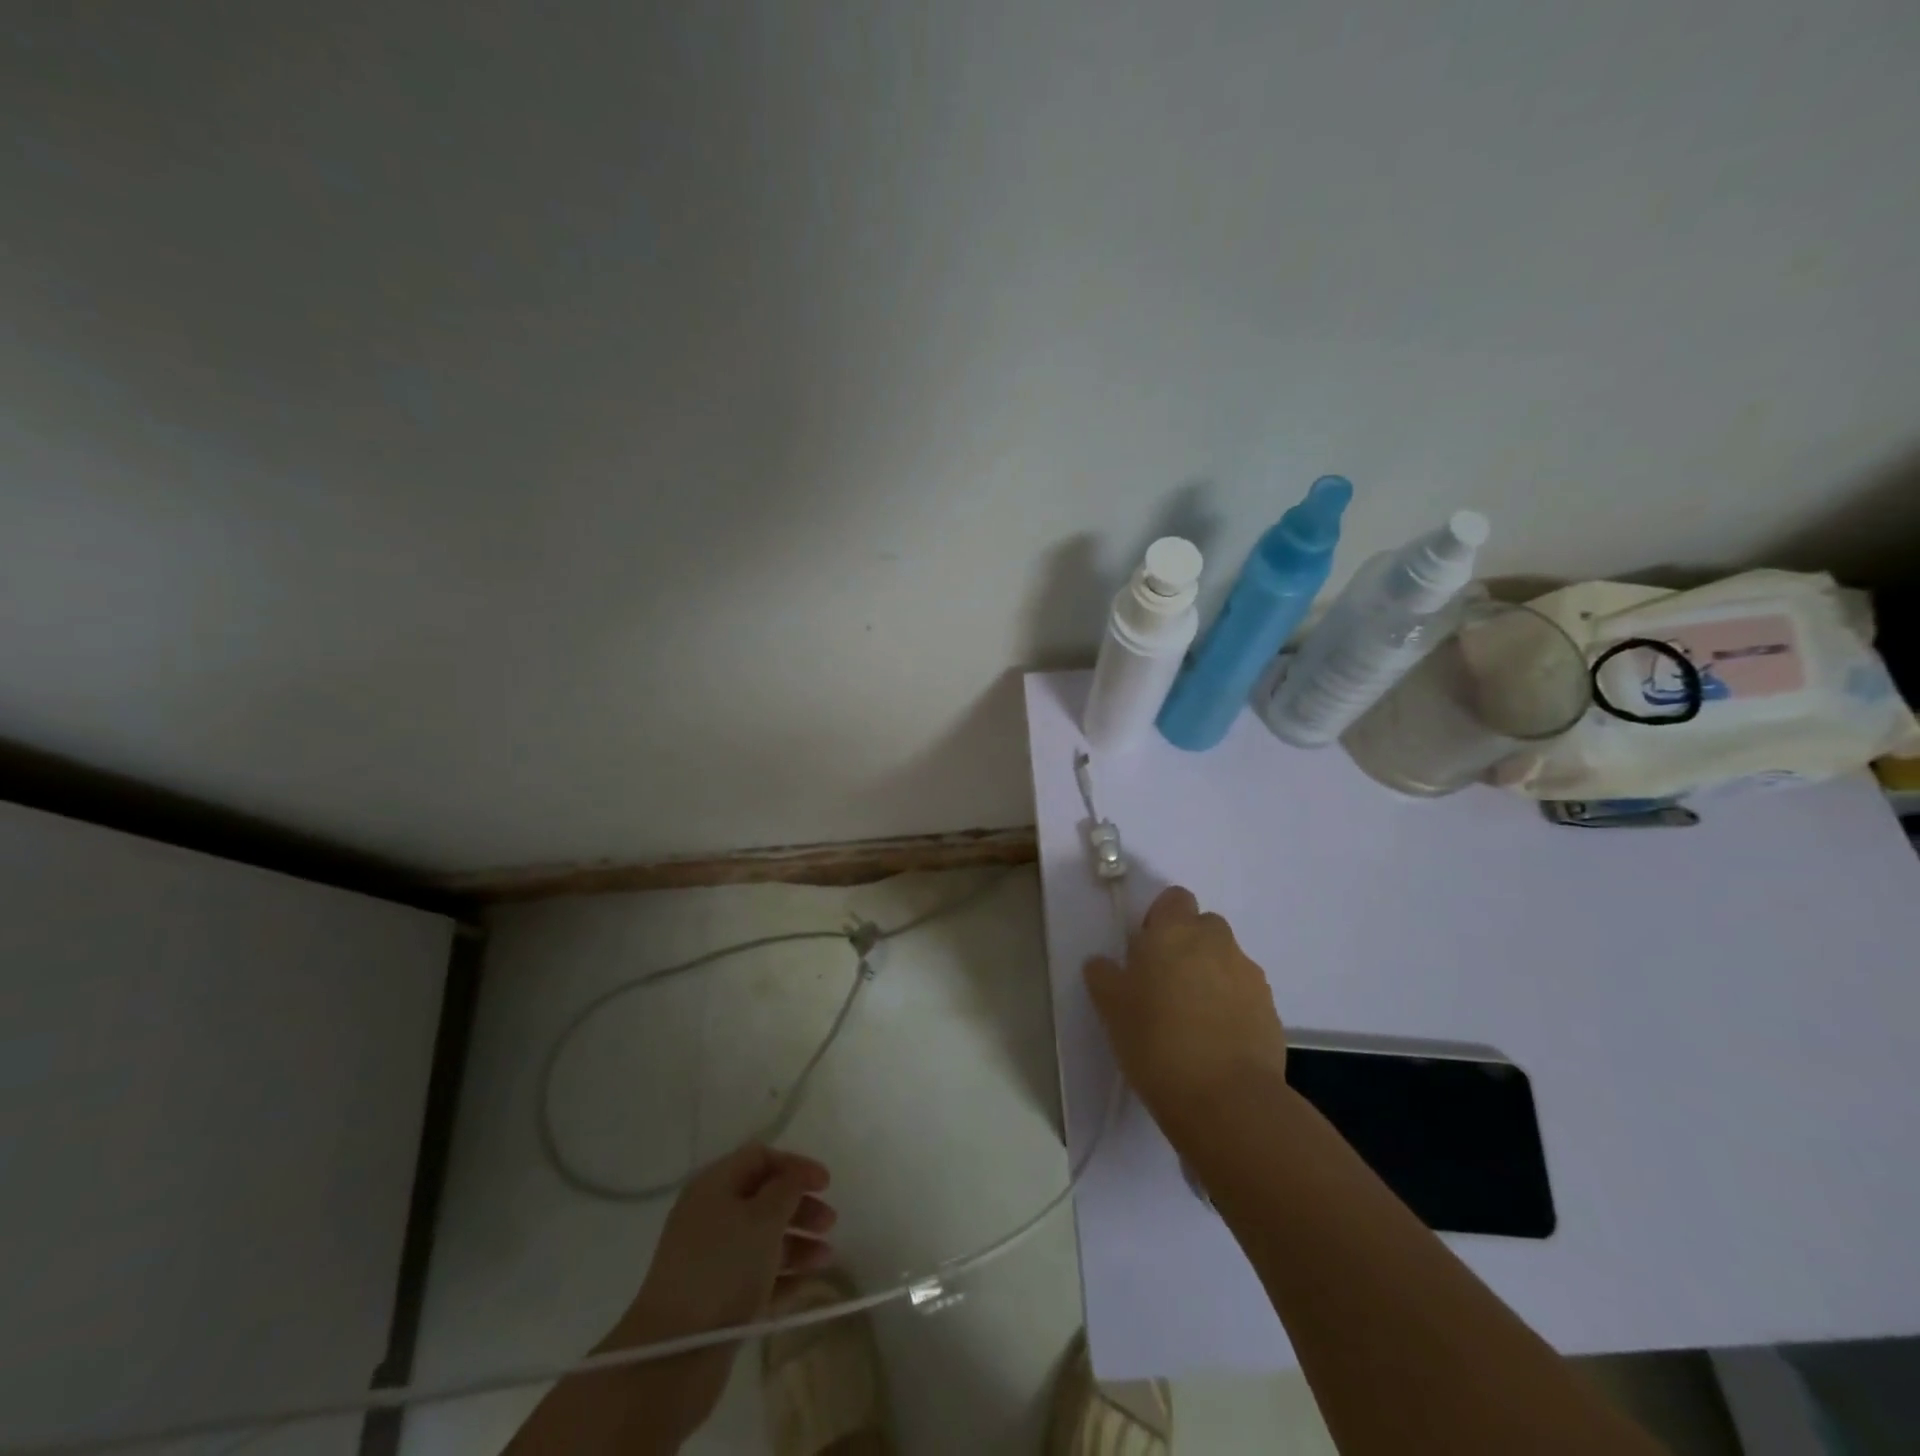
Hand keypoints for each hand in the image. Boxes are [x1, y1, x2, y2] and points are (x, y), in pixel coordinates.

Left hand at [604, 1144, 835, 1447]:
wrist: (674, 1355)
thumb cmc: (722, 1268)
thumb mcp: (763, 1218)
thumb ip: (787, 1189)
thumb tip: (794, 1177)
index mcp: (714, 1186)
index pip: (760, 1157)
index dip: (795, 1165)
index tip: (826, 1184)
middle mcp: (711, 1216)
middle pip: (764, 1198)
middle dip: (800, 1206)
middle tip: (830, 1223)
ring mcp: (712, 1259)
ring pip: (763, 1238)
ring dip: (797, 1242)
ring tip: (826, 1257)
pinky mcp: (717, 1298)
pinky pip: (757, 1275)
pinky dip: (783, 1275)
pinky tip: (808, 1282)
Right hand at [1084, 886, 1287, 1135]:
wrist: (1225, 1099)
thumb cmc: (1155, 1041)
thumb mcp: (1110, 1007)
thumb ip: (1104, 975)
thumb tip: (1103, 963)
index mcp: (1175, 930)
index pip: (1174, 898)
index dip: (1160, 919)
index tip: (1146, 951)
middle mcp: (1216, 941)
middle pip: (1204, 927)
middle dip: (1188, 946)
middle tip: (1165, 985)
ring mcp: (1249, 975)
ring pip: (1225, 961)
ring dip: (1210, 977)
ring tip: (1191, 1020)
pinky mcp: (1270, 1010)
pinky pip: (1244, 995)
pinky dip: (1231, 1007)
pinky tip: (1215, 1041)